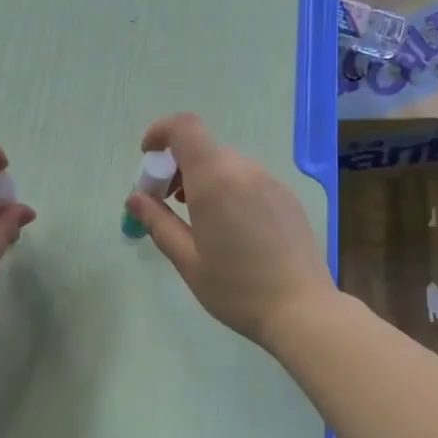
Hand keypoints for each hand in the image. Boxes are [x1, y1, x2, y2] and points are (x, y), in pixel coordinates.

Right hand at [123, 113, 336, 347]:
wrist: (302, 309)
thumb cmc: (236, 288)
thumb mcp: (187, 260)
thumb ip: (158, 222)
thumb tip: (135, 198)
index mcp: (215, 180)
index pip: (184, 128)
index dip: (161, 132)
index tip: (147, 157)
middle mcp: (245, 170)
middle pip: (203, 149)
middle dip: (177, 168)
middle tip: (166, 204)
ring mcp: (271, 182)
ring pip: (227, 165)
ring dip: (203, 179)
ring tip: (197, 220)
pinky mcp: (287, 198)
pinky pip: (249, 180)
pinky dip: (228, 190)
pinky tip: (231, 230)